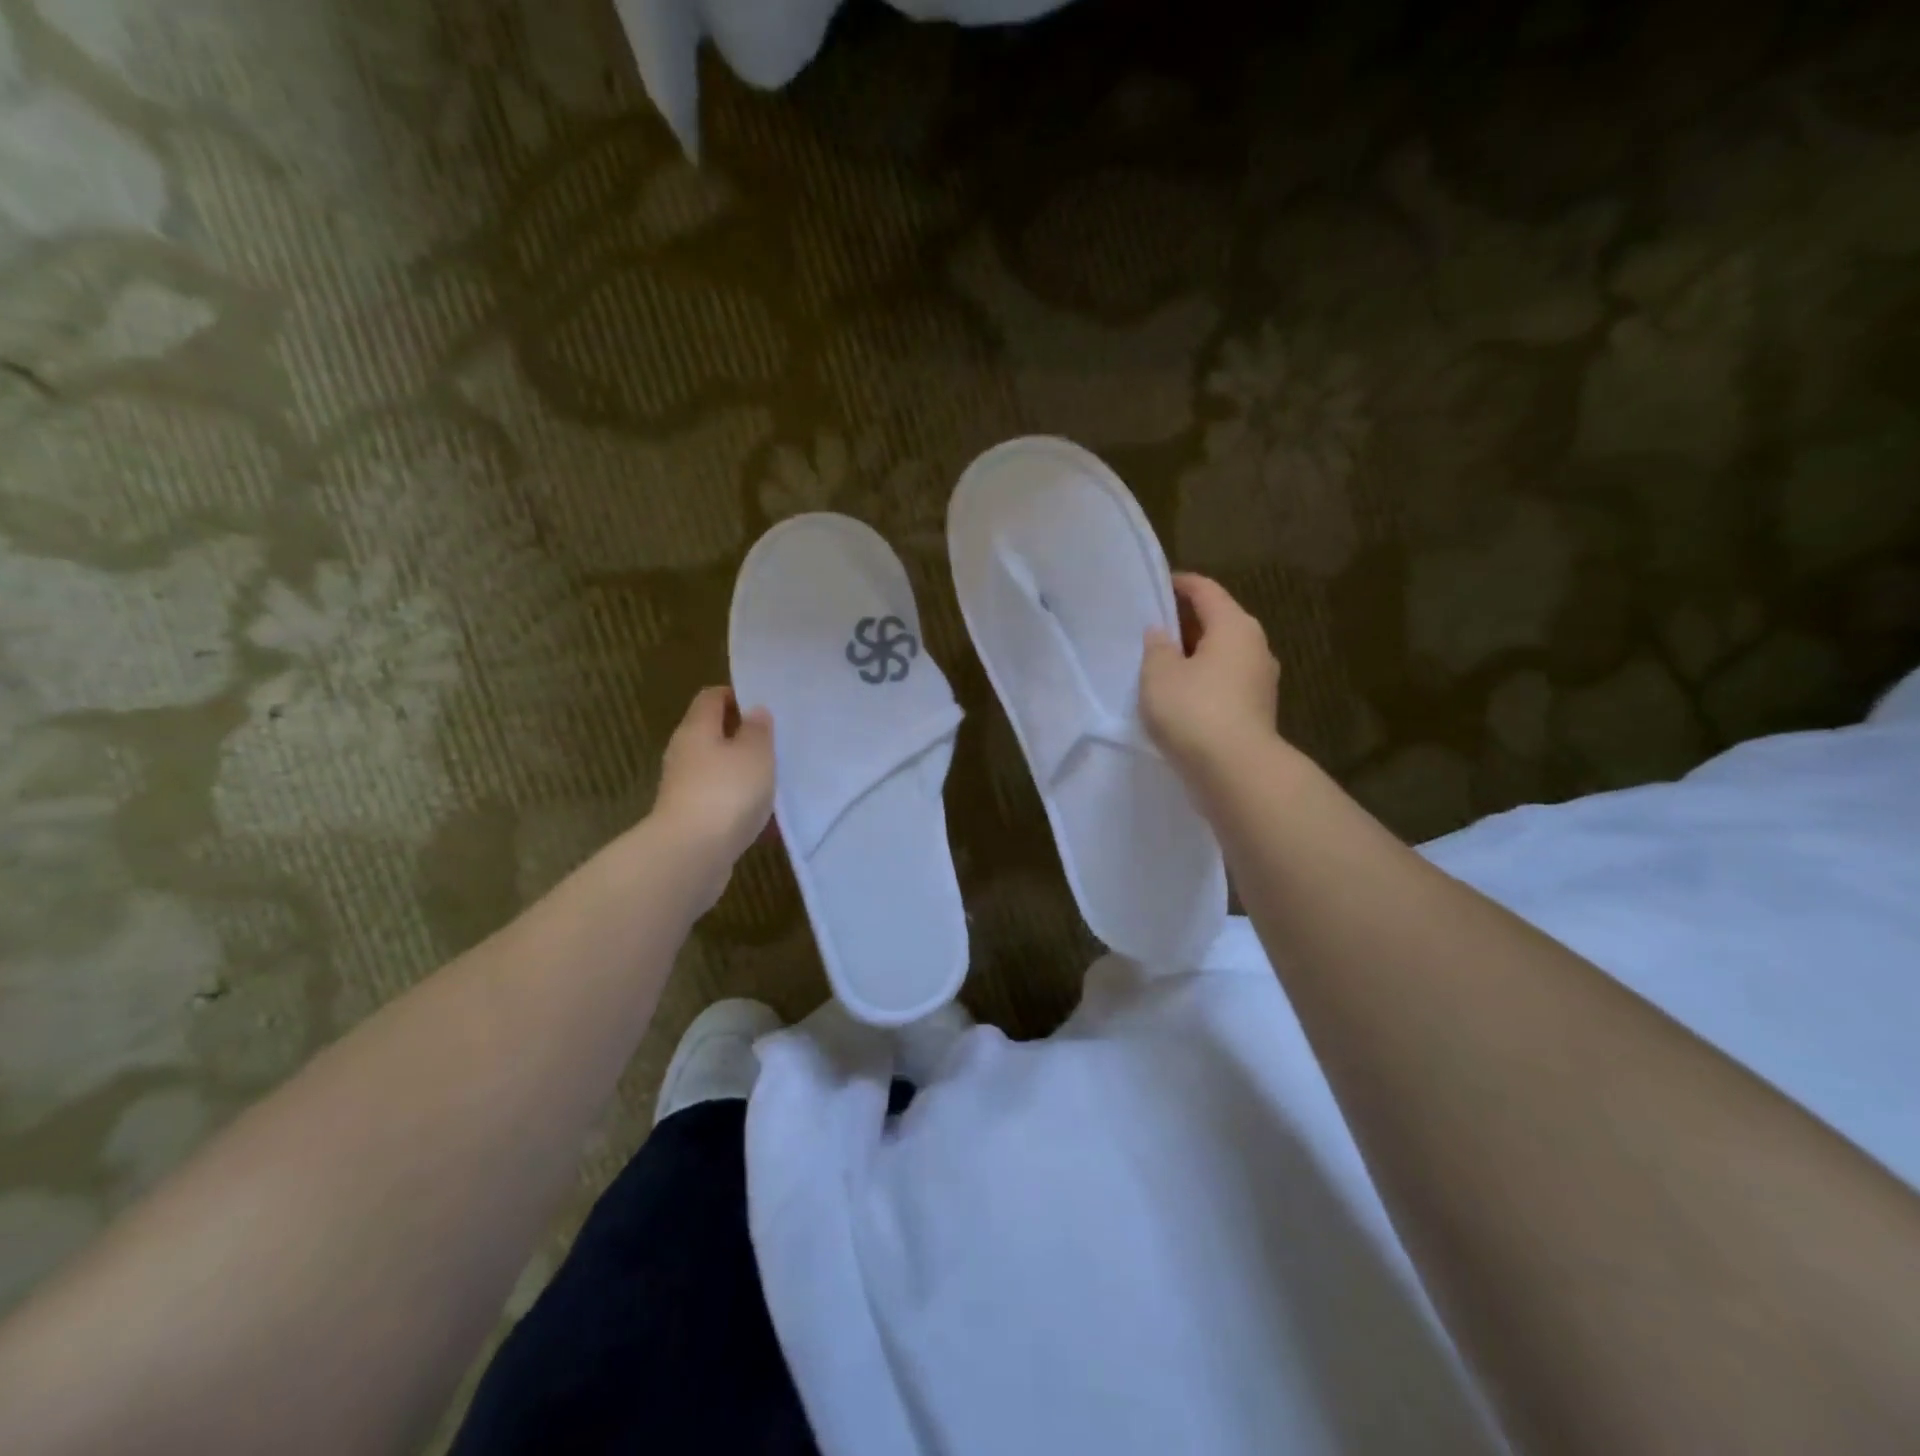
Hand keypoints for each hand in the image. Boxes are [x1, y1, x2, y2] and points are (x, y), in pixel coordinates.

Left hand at [652, 687, 774, 886]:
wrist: (691, 855)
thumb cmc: (727, 792)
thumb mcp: (755, 753)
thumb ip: (758, 730)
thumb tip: (754, 711)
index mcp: (696, 729)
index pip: (712, 697)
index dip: (736, 695)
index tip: (764, 705)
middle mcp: (685, 754)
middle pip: (713, 734)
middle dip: (743, 737)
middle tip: (776, 743)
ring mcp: (685, 789)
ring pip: (719, 771)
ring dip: (744, 774)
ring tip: (776, 782)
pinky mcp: (692, 820)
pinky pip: (722, 803)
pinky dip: (742, 805)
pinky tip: (767, 820)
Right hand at [1140, 573, 1280, 771]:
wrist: (1236, 771)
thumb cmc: (1195, 710)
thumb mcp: (1159, 674)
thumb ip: (1156, 648)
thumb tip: (1161, 634)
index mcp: (1234, 626)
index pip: (1206, 591)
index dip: (1180, 584)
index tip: (1156, 586)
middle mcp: (1255, 647)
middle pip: (1217, 622)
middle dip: (1185, 622)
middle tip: (1152, 628)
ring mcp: (1260, 681)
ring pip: (1222, 655)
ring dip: (1194, 655)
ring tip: (1161, 664)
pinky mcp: (1256, 710)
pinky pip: (1225, 683)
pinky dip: (1203, 681)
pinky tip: (1180, 696)